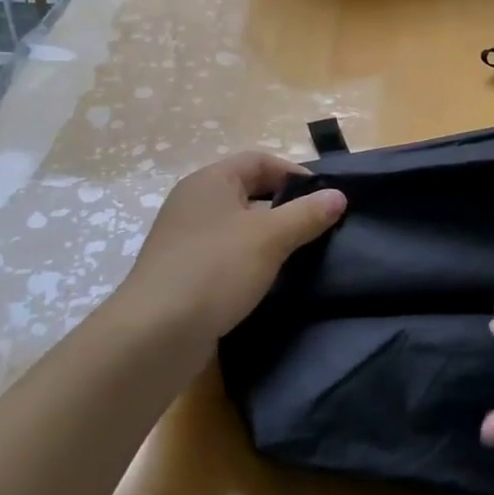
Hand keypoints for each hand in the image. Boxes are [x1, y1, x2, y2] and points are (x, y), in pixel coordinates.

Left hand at [109, 151, 345, 355]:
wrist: (156, 333)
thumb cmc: (216, 269)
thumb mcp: (270, 237)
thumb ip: (307, 214)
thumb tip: (338, 195)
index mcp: (210, 181)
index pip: (259, 161)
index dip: (294, 174)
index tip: (325, 199)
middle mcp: (193, 202)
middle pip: (247, 191)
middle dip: (284, 207)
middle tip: (317, 228)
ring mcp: (184, 238)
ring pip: (237, 226)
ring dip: (267, 237)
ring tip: (299, 256)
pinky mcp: (182, 272)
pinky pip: (224, 254)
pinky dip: (248, 261)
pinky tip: (267, 281)